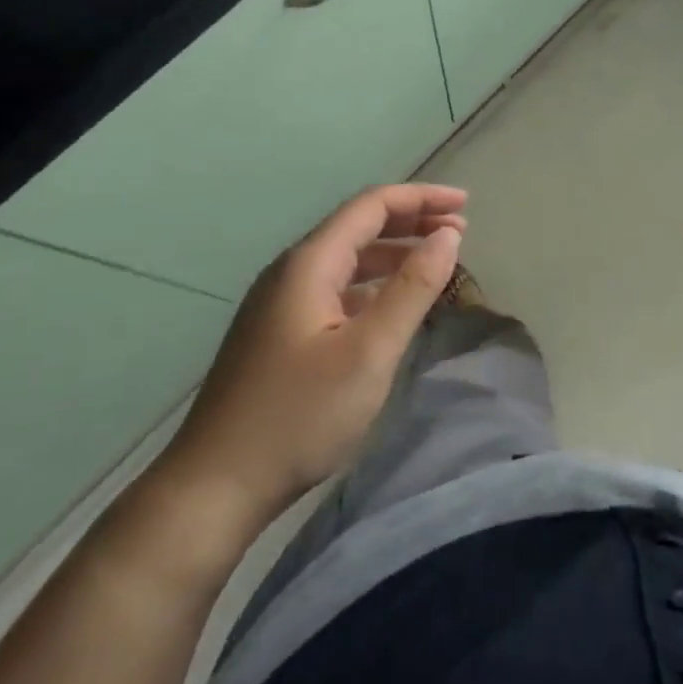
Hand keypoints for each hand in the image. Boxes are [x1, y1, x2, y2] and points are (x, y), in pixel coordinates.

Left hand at [163, 183, 467, 532]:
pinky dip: (372, 284)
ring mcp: (279, 302)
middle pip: (357, 227)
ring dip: (393, 252)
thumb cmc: (299, 416)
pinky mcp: (278, 332)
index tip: (466, 204)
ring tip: (436, 259)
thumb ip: (412, 289)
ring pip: (345, 259)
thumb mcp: (369, 352)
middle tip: (460, 229)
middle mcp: (291, 271)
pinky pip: (334, 288)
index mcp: (309, 263)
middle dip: (410, 221)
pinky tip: (391, 304)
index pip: (371, 206)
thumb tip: (448, 235)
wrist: (215, 484)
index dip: (421, 198)